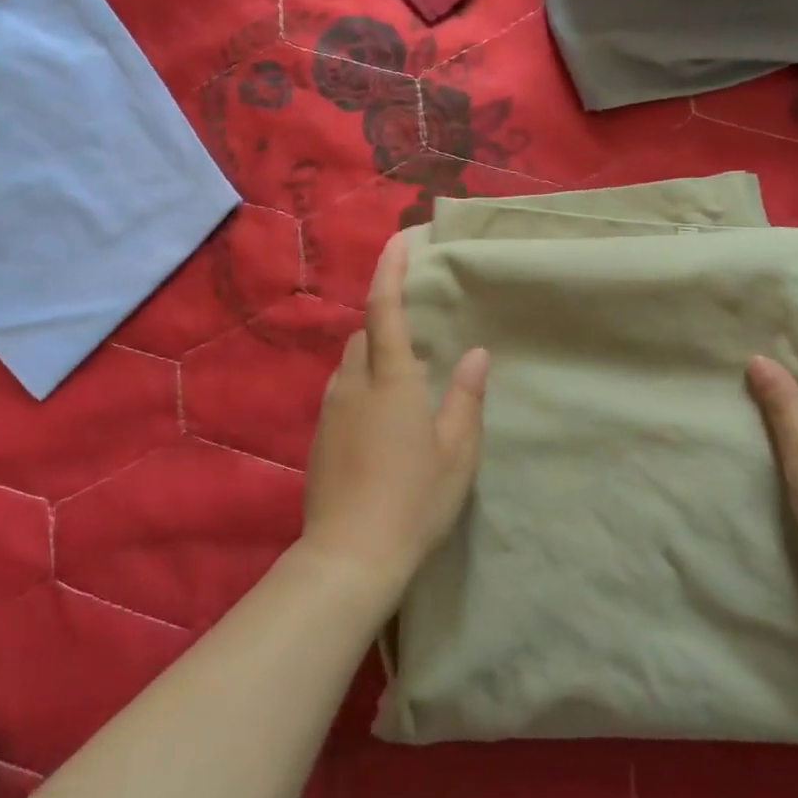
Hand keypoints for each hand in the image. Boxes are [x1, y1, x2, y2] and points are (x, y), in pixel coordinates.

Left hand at [300, 233, 489, 599]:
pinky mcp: (320, 437)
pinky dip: (361, 388)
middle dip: (386, 325)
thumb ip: (466, 398)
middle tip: (418, 344)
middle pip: (364, 336)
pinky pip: (341, 393)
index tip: (398, 241)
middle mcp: (354, 385)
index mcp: (392, 381)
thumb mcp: (457, 453)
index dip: (390, 271)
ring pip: (350, 365)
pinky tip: (380, 421)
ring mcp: (331, 411)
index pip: (386, 310)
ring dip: (373, 360)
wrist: (349, 556)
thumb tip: (477, 353)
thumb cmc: (414, 501)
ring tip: (403, 386)